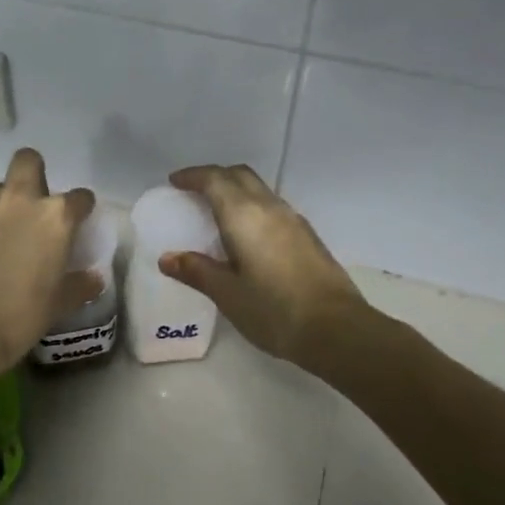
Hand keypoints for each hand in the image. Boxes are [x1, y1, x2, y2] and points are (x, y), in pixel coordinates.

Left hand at [0, 148, 100, 381]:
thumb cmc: (20, 314)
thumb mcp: (59, 304)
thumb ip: (79, 285)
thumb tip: (93, 279)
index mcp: (55, 217)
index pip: (80, 197)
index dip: (82, 209)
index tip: (79, 224)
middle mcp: (21, 201)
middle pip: (28, 161)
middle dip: (35, 175)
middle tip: (36, 206)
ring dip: (7, 203)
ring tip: (7, 234)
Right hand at [157, 164, 367, 367]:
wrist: (336, 328)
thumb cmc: (274, 311)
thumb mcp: (227, 294)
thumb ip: (197, 271)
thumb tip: (168, 258)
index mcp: (244, 216)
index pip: (215, 180)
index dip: (193, 176)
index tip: (175, 182)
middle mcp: (270, 208)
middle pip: (240, 176)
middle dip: (215, 176)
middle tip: (194, 192)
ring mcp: (293, 220)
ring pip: (260, 189)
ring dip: (236, 191)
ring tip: (217, 213)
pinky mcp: (308, 236)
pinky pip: (273, 207)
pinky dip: (253, 207)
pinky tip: (248, 235)